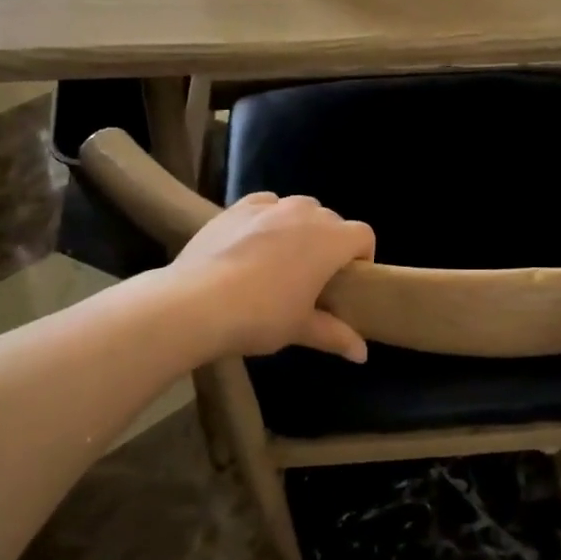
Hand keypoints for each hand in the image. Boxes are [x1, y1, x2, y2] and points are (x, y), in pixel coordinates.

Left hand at [170, 193, 376, 361]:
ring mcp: (269, 206)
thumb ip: (336, 336)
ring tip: (283, 258)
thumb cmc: (261, 316)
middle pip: (332, 220)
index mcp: (330, 241)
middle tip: (315, 277)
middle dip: (331, 243)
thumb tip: (362, 355)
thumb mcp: (301, 329)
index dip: (363, 256)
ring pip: (299, 208)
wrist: (196, 303)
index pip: (364, 235)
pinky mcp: (237, 207)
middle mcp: (305, 213)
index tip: (349, 281)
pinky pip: (266, 204)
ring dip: (301, 227)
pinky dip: (269, 218)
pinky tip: (254, 242)